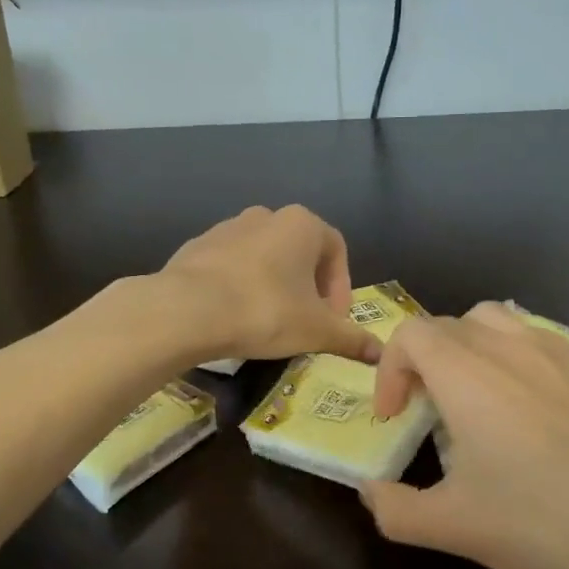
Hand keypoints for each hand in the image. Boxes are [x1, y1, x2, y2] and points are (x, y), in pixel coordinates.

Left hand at [159, 206, 380, 364]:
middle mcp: (266, 216)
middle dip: (308, 287)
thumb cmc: (265, 312)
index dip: (341, 287)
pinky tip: (234, 316)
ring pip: (263, 257)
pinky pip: (230, 266)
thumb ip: (351, 338)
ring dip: (274, 285)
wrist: (187, 310)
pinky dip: (240, 286)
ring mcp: (227, 228)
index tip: (334, 320)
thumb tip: (380, 352)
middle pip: (299, 251)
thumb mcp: (317, 330)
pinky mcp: (197, 246)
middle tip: (306, 322)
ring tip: (269, 322)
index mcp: (301, 224)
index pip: (336, 249)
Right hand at [361, 304, 568, 568]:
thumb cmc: (546, 523)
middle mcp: (511, 347)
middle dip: (426, 362)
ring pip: (499, 324)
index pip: (410, 333)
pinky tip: (538, 417)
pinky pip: (543, 344)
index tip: (396, 417)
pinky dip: (519, 363)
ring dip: (472, 351)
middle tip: (431, 415)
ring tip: (478, 401)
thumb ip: (395, 509)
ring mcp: (562, 352)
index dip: (390, 369)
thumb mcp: (455, 528)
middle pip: (450, 325)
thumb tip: (369, 492)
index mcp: (468, 373)